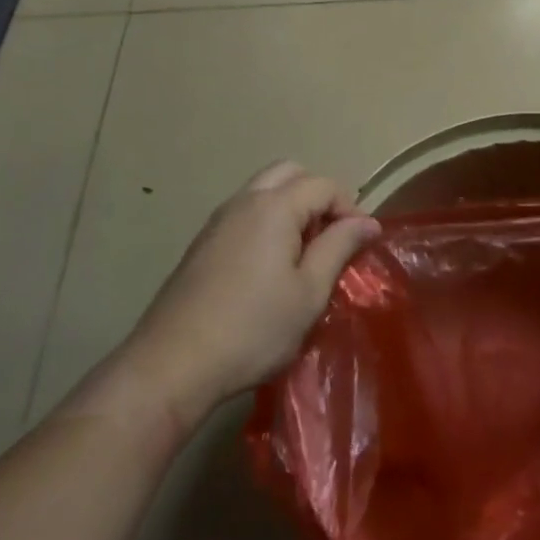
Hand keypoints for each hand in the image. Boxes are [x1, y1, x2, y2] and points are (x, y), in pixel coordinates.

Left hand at [124, 162, 379, 421]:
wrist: (172, 365)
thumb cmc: (252, 329)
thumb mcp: (309, 292)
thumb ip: (339, 247)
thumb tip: (368, 222)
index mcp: (274, 207)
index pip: (324, 185)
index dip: (350, 208)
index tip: (361, 244)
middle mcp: (244, 202)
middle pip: (290, 173)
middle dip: (318, 196)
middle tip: (331, 237)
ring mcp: (218, 221)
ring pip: (264, 191)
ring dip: (291, 208)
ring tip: (304, 254)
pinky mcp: (202, 244)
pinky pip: (244, 214)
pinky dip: (267, 222)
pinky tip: (269, 268)